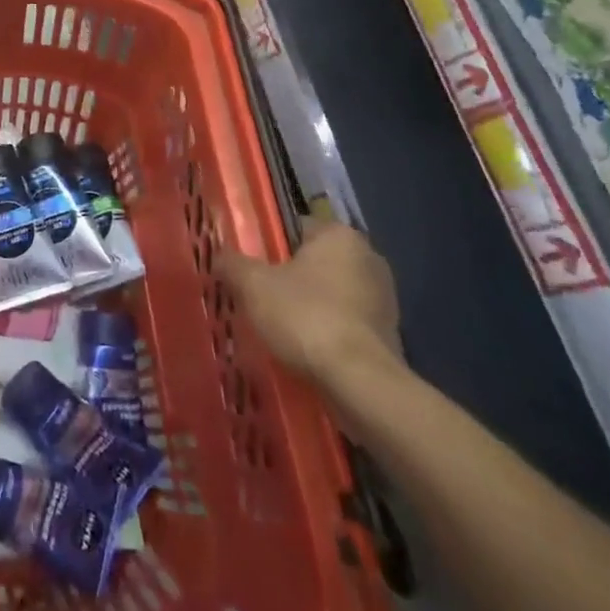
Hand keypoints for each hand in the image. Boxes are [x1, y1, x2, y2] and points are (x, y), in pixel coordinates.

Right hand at [221, 221, 401, 387]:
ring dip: (311, 307)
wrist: (360, 383)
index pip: (297, 227)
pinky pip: (347, 324)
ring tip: (280, 327)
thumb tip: (220, 257)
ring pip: (332, 294)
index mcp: (339, 235)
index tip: (252, 266)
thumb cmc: (305, 316)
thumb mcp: (253, 285)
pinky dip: (328, 332)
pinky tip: (306, 350)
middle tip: (261, 296)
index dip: (270, 245)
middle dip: (291, 278)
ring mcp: (384, 299)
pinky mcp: (390, 335)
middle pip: (315, 261)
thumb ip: (233, 264)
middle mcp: (368, 258)